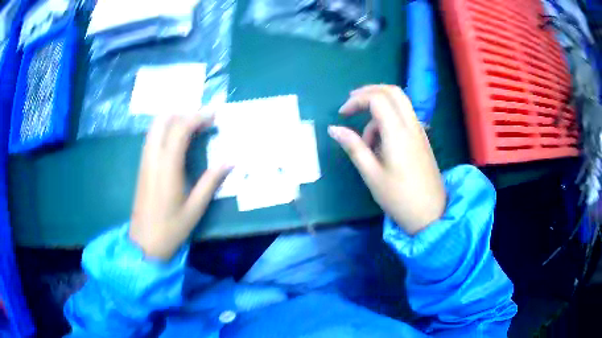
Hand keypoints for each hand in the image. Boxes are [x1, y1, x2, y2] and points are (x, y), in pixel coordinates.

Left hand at [129, 114, 231, 260]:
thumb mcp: (196, 208)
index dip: (198, 117)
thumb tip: (231, 160)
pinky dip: (165, 130)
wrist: (144, 243)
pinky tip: (178, 140)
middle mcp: (153, 157)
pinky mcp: (142, 166)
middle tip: (202, 119)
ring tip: (193, 126)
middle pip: (163, 120)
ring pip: (155, 127)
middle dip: (183, 113)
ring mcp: (145, 160)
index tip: (215, 115)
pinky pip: (152, 137)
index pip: (180, 128)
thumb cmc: (171, 228)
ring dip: (173, 119)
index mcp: (167, 166)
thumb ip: (211, 181)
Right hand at [329, 85, 445, 234]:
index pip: (377, 98)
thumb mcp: (371, 174)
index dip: (356, 100)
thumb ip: (353, 147)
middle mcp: (411, 125)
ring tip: (367, 140)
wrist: (430, 213)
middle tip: (351, 104)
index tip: (342, 114)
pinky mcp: (422, 138)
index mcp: (397, 132)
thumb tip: (333, 129)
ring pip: (400, 102)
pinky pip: (404, 116)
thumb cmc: (398, 197)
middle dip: (369, 92)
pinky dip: (389, 118)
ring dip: (379, 108)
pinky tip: (381, 143)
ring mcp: (419, 131)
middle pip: (392, 91)